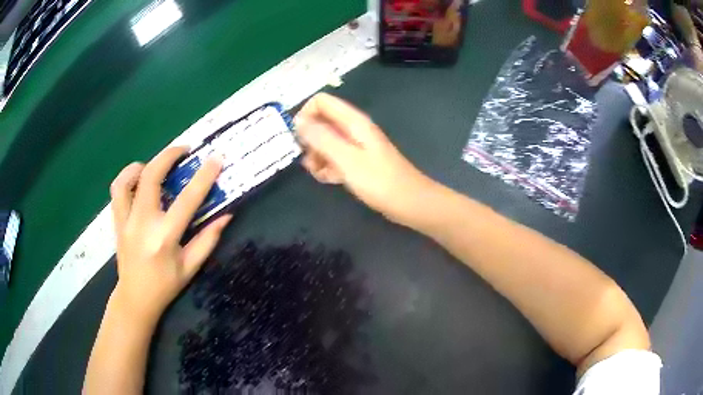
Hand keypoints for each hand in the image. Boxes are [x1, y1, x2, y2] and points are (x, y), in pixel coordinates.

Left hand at [109, 147, 231, 324]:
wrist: (135, 299)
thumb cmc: (166, 286)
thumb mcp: (190, 268)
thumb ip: (208, 240)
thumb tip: (226, 215)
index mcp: (165, 237)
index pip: (187, 200)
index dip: (204, 176)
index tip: (216, 158)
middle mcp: (142, 224)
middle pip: (151, 177)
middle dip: (169, 155)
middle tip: (184, 150)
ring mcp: (126, 221)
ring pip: (127, 180)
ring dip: (142, 165)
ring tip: (155, 165)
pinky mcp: (117, 222)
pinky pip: (117, 191)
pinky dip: (127, 178)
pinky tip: (138, 181)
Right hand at [295, 93, 435, 225]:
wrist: (409, 202)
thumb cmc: (379, 181)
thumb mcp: (346, 159)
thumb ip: (321, 138)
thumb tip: (298, 122)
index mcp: (353, 121)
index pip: (321, 102)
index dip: (305, 116)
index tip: (299, 139)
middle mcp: (353, 129)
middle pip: (321, 122)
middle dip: (310, 141)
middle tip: (310, 162)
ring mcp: (355, 145)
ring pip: (325, 142)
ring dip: (317, 157)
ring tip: (321, 174)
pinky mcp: (357, 161)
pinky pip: (335, 157)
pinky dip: (328, 167)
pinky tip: (331, 180)